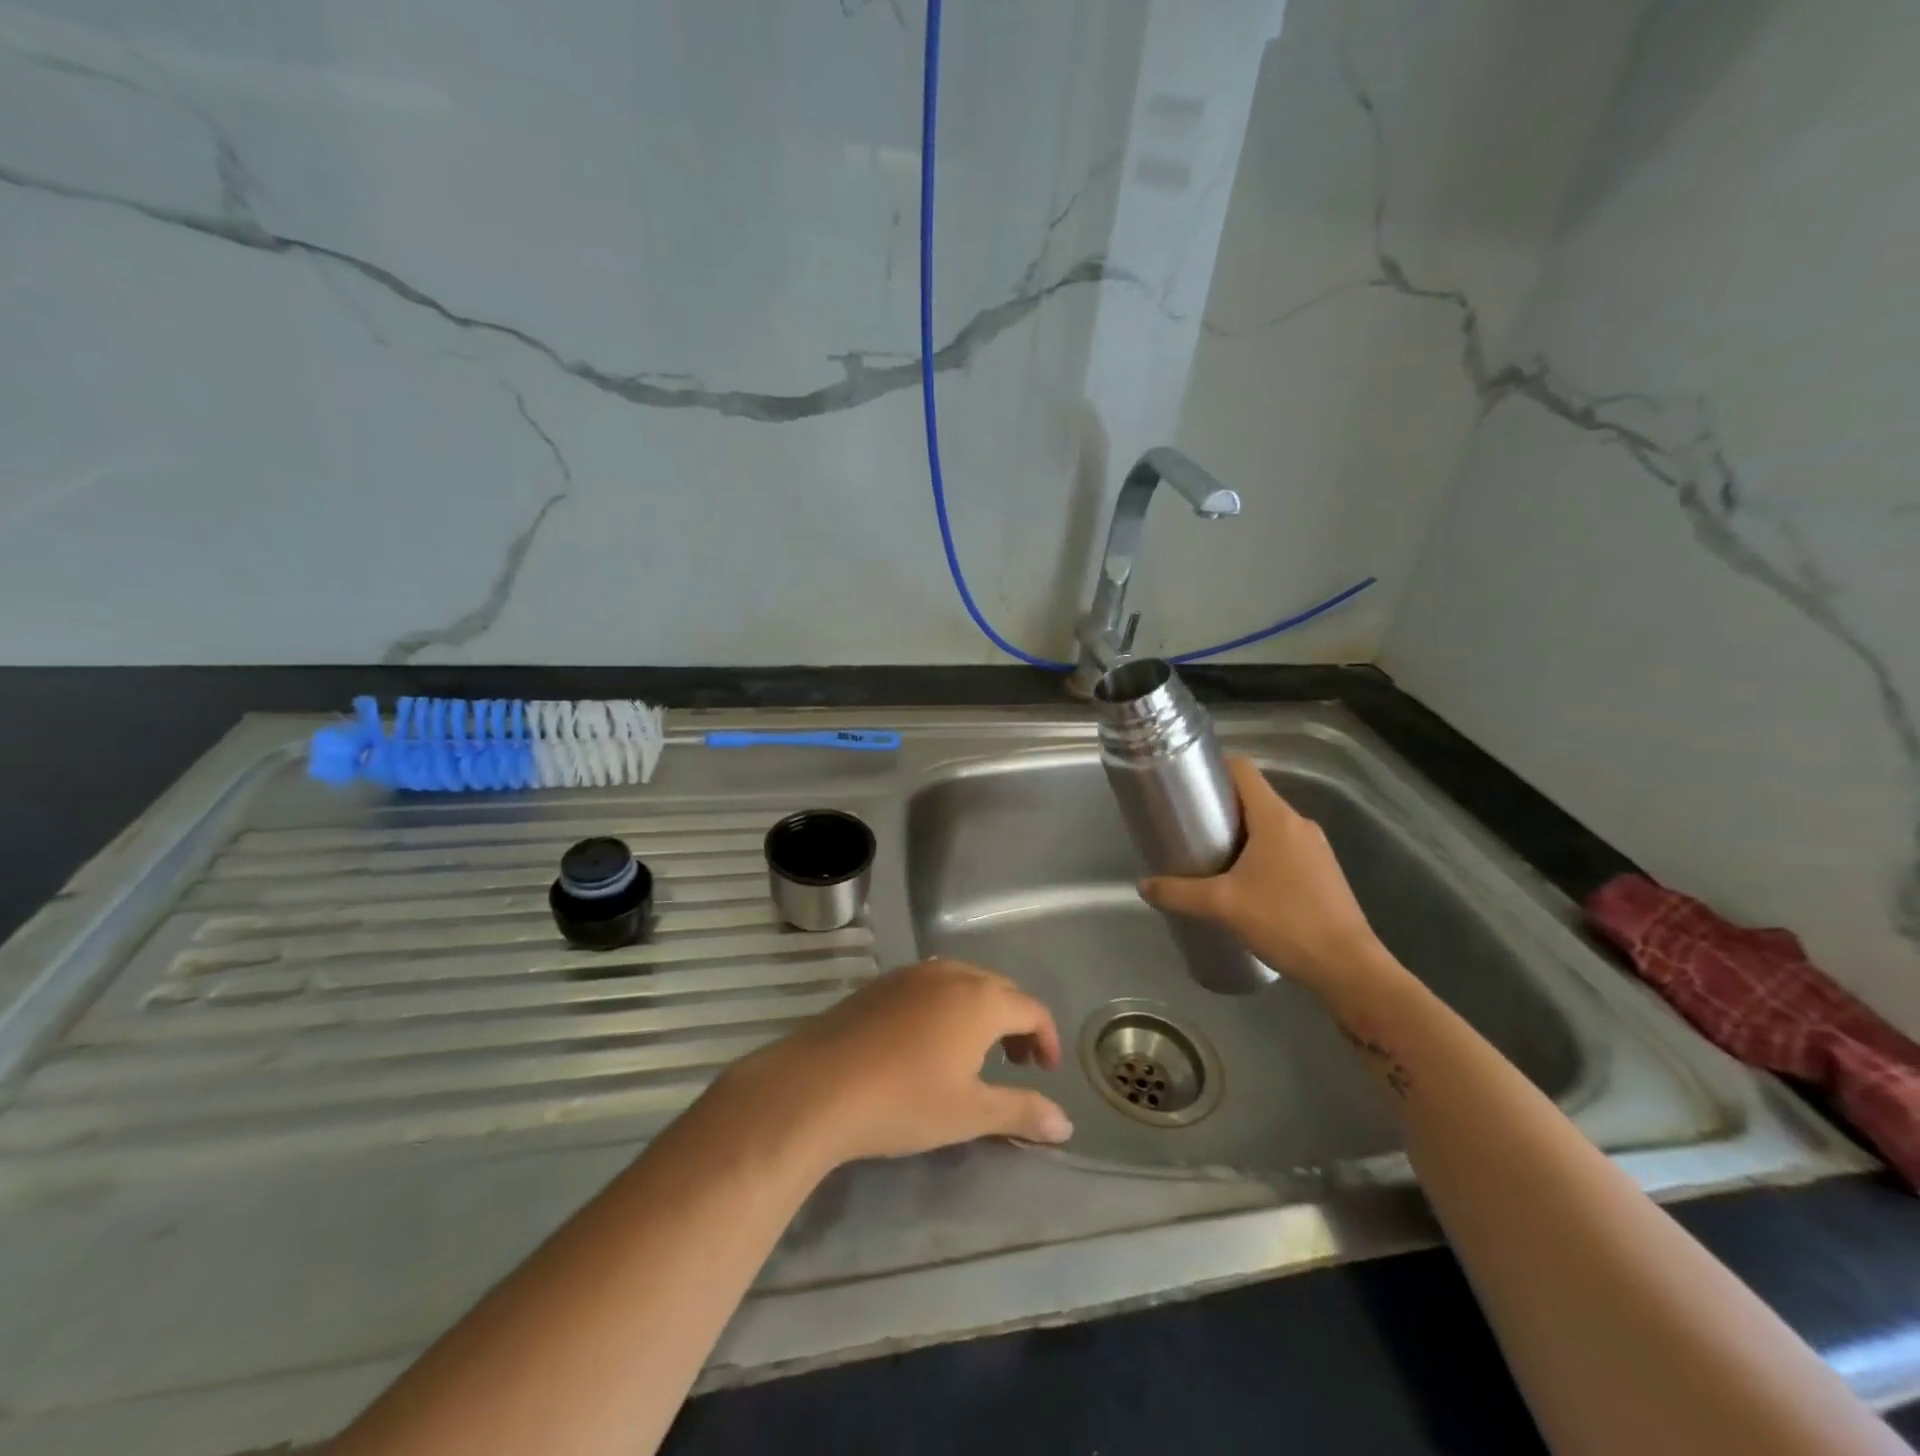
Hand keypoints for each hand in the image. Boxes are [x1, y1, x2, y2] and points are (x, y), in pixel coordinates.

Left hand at [724, 959, 1072, 1168]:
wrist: (818, 1086)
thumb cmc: (904, 1100)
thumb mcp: (969, 1112)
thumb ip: (1022, 1111)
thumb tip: (1066, 1124)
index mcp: (980, 999)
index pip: (1032, 1008)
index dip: (1046, 1038)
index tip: (1045, 1071)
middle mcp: (951, 973)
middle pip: (1000, 990)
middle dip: (1016, 1023)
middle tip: (1017, 1063)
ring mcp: (912, 973)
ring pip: (964, 982)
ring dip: (982, 1011)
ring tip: (976, 1052)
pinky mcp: (881, 983)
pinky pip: (931, 984)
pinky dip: (948, 1005)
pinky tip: (929, 1041)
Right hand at [1138, 756, 1391, 1000]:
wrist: (1347, 968)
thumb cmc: (1284, 922)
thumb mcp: (1221, 906)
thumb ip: (1178, 893)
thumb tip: (1143, 885)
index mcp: (1276, 817)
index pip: (1243, 769)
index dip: (1214, 767)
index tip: (1186, 783)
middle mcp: (1299, 823)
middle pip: (1253, 797)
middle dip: (1219, 806)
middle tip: (1187, 825)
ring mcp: (1315, 847)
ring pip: (1268, 824)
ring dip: (1239, 832)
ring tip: (1209, 855)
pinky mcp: (1322, 871)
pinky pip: (1283, 847)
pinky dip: (1259, 852)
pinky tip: (1242, 882)